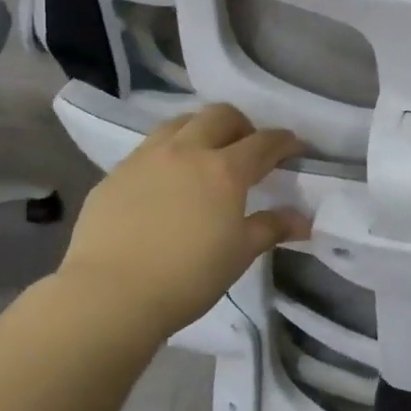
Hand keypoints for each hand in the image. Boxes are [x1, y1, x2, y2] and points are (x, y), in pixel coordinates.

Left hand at [56, 104, 309, 338]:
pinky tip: (165, 183)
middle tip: (247, 147)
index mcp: (225, 170)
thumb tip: (303, 220)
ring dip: (200, 129)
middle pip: (220, 115)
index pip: (264, 142)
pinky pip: (148, 149)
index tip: (295, 148)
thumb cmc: (187, 276)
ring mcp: (146, 158)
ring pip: (180, 123)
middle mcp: (187, 151)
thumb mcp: (239, 254)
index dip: (284, 141)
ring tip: (204, 154)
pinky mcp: (114, 174)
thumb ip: (271, 228)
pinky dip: (167, 153)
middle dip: (241, 124)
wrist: (108, 296)